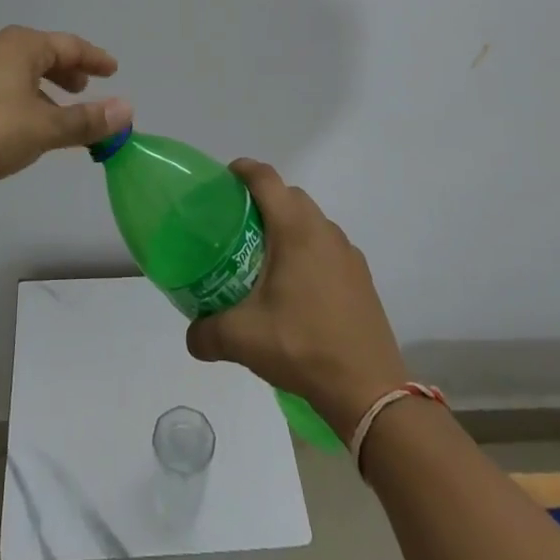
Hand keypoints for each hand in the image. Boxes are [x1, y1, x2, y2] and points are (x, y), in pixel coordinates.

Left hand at [0, 27, 130, 193]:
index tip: (113, 70)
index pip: (68, 45)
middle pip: (43, 52)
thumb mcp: (45, 128)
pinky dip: (24, 95)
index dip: (94, 58)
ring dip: (45, 87)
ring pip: (21, 69)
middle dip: (68, 71)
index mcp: (20, 45)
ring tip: (59, 111)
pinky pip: (3, 82)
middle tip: (87, 89)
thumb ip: (87, 119)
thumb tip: (127, 109)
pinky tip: (25, 123)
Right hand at [186, 160, 409, 441]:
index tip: (224, 178)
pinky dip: (308, 250)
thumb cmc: (303, 347)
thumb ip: (207, 332)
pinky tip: (297, 288)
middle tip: (237, 224)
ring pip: (311, 221)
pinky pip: (328, 246)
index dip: (243, 170)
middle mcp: (324, 230)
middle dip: (263, 199)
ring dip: (288, 226)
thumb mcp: (243, 339)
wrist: (368, 389)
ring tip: (265, 257)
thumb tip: (190, 335)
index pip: (266, 179)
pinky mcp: (361, 276)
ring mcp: (347, 252)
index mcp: (295, 229)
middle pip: (290, 196)